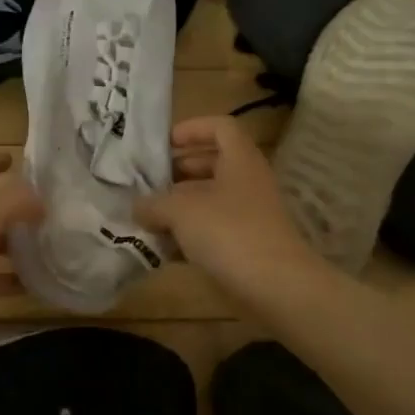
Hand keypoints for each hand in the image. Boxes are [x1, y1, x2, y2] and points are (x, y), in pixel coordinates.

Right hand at [135, 116, 320, 305]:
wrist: (276, 288)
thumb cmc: (229, 233)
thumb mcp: (180, 211)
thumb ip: (153, 203)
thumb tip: (138, 207)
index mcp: (240, 160)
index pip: (220, 126)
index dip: (191, 129)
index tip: (163, 144)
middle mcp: (247, 182)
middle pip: (211, 164)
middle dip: (177, 171)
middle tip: (146, 182)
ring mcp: (249, 215)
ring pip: (209, 199)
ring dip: (178, 205)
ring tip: (146, 216)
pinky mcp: (246, 245)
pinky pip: (212, 230)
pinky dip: (188, 234)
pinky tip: (162, 247)